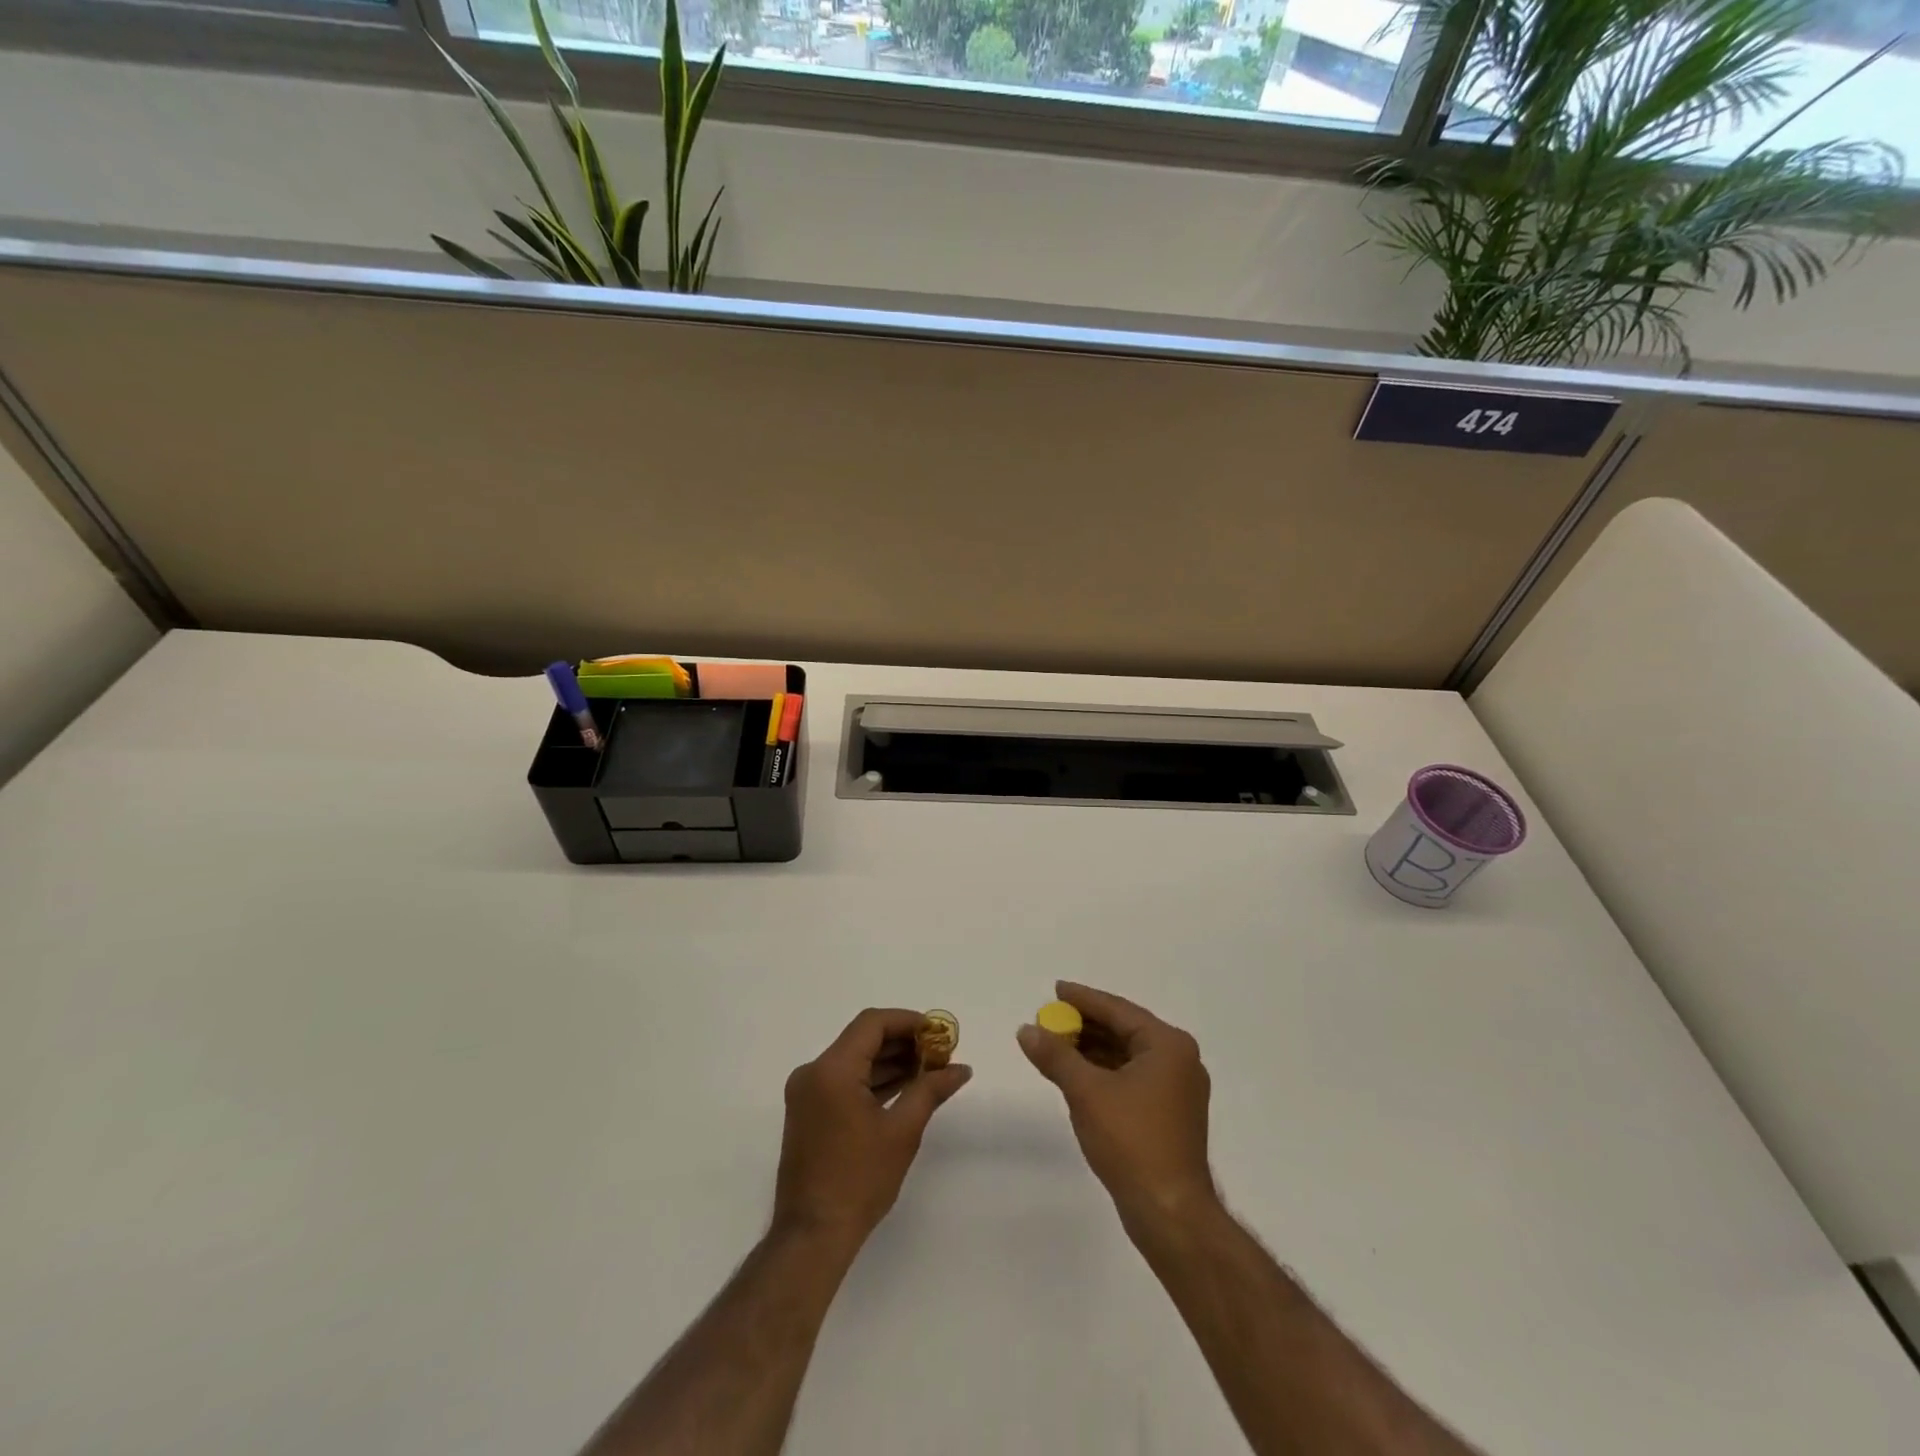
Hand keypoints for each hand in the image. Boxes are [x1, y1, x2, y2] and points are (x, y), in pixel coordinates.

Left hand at [773, 1008, 971, 1247]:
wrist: (813, 1236)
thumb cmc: (859, 1180)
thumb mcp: (902, 1131)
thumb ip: (931, 1090)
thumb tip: (961, 1069)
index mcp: (832, 1069)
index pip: (872, 1023)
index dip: (908, 1021)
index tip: (938, 1033)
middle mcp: (813, 1072)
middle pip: (862, 1039)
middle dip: (902, 1042)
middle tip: (939, 1054)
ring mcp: (807, 1093)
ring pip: (854, 1060)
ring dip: (889, 1061)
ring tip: (928, 1070)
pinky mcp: (808, 1112)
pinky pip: (844, 1081)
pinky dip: (872, 1080)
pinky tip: (904, 1088)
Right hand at [1017, 981, 1216, 1231]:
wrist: (1171, 1214)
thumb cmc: (1132, 1141)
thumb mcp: (1086, 1092)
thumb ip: (1056, 1056)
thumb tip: (1026, 1029)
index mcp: (1168, 1045)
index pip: (1118, 1010)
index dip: (1083, 999)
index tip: (1055, 989)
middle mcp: (1179, 1060)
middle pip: (1124, 1030)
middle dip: (1085, 1025)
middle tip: (1049, 1018)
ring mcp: (1177, 1089)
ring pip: (1126, 1056)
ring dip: (1092, 1050)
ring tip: (1055, 1044)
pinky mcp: (1170, 1115)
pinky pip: (1131, 1078)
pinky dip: (1104, 1072)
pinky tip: (1076, 1075)